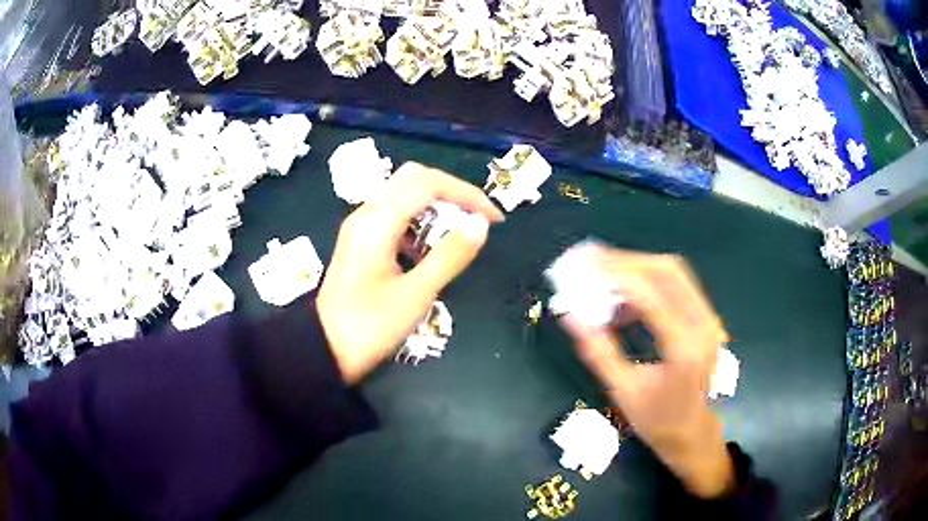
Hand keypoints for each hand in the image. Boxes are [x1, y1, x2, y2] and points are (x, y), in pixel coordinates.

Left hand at [318, 163, 503, 383]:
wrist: (324, 350)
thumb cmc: (369, 327)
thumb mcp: (415, 295)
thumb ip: (450, 256)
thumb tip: (481, 224)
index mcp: (377, 222)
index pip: (427, 184)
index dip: (466, 194)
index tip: (494, 218)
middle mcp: (366, 213)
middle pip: (413, 179)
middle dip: (451, 192)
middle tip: (477, 217)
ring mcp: (360, 226)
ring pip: (403, 194)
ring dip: (435, 205)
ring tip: (459, 232)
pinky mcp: (360, 240)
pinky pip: (393, 214)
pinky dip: (418, 221)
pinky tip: (429, 249)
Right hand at [560, 248, 734, 498]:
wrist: (693, 433)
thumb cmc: (657, 420)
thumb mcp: (622, 391)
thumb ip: (598, 351)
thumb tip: (571, 315)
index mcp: (683, 347)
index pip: (649, 293)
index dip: (614, 274)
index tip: (582, 266)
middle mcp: (702, 324)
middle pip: (666, 270)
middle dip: (626, 262)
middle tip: (591, 263)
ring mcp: (709, 319)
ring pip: (673, 273)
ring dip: (637, 270)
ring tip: (604, 282)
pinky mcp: (705, 319)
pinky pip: (677, 287)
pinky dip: (649, 285)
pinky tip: (626, 303)